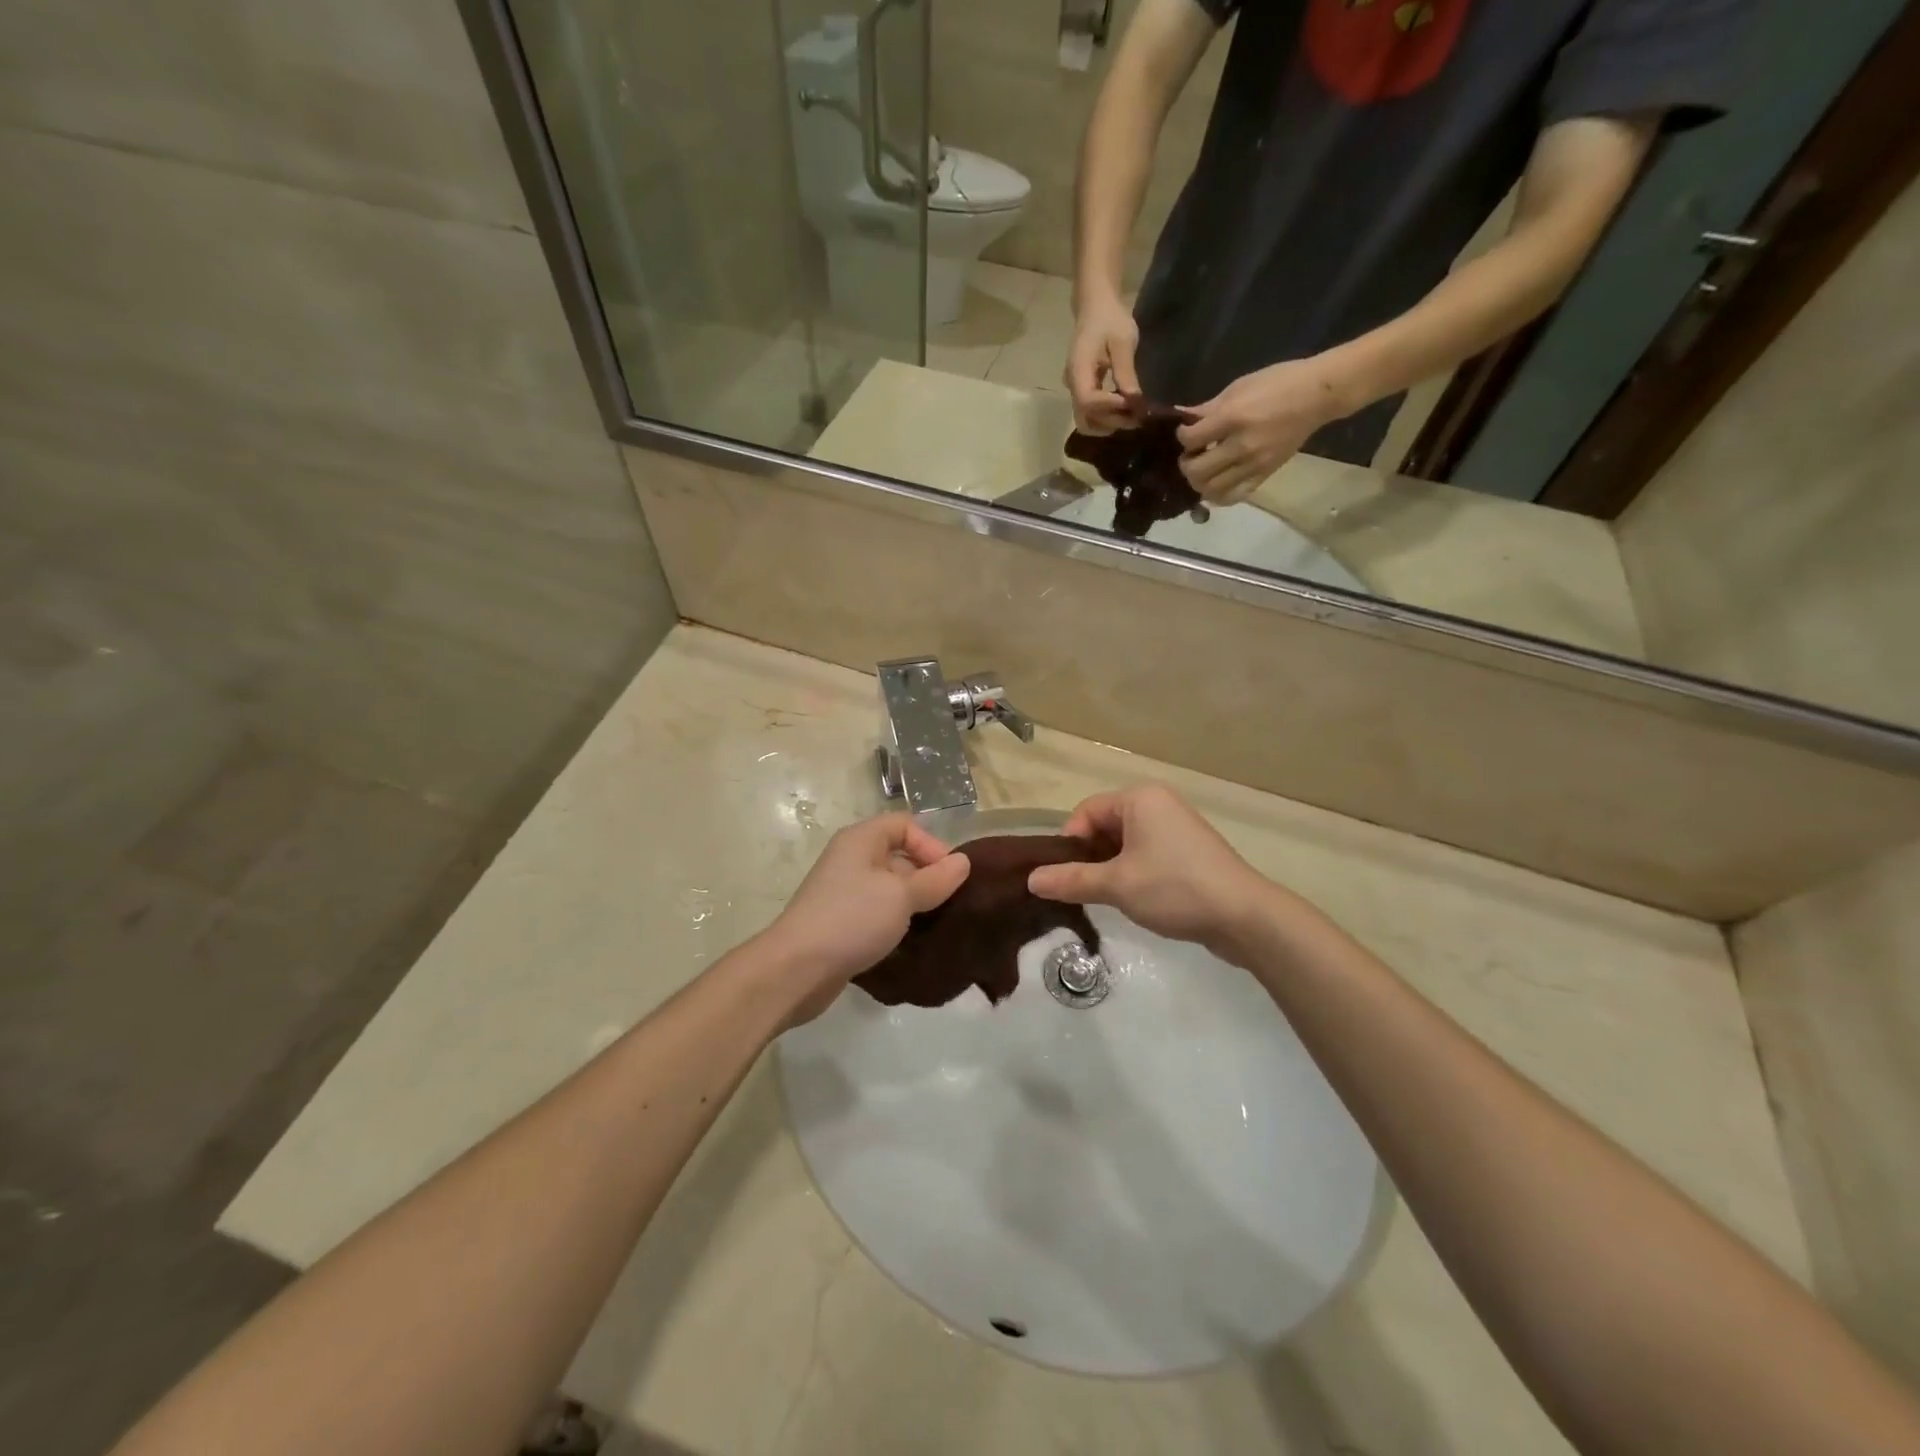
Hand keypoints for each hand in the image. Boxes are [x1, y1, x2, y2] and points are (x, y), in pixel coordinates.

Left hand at [760, 814, 969, 1022]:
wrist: (796, 969)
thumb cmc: (851, 919)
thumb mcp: (901, 896)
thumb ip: (935, 879)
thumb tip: (964, 862)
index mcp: (861, 840)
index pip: (905, 825)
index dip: (931, 844)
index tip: (950, 876)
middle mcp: (851, 859)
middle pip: (898, 855)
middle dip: (927, 876)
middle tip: (951, 903)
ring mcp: (844, 892)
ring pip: (889, 888)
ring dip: (914, 903)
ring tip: (938, 923)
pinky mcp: (842, 923)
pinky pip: (877, 913)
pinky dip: (896, 922)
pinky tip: (913, 941)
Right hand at [1027, 783, 1275, 958]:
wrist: (1244, 916)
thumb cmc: (1175, 888)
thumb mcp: (1116, 885)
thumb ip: (1071, 880)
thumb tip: (1031, 880)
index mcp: (1139, 798)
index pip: (1086, 812)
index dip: (1069, 843)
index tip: (1065, 877)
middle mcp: (1158, 803)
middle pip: (1105, 825)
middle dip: (1089, 857)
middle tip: (1081, 890)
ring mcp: (1177, 827)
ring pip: (1126, 843)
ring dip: (1110, 868)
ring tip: (1106, 898)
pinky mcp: (1189, 851)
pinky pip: (1147, 853)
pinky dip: (1133, 872)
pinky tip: (1134, 899)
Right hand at [1064, 290, 1141, 434]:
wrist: (1096, 307)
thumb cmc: (1110, 319)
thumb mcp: (1122, 341)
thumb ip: (1126, 372)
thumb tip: (1134, 401)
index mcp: (1078, 370)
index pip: (1088, 400)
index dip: (1110, 407)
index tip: (1132, 403)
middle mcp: (1073, 385)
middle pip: (1086, 418)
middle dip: (1111, 421)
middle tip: (1137, 416)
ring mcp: (1076, 390)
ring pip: (1087, 421)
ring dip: (1109, 424)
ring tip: (1132, 415)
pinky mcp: (1084, 391)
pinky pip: (1091, 414)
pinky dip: (1107, 418)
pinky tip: (1125, 410)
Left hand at [1176, 357, 1348, 502]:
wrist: (1318, 395)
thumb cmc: (1278, 382)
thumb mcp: (1239, 387)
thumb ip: (1208, 408)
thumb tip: (1182, 418)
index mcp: (1233, 418)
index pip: (1191, 440)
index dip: (1182, 436)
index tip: (1187, 432)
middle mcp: (1242, 446)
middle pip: (1197, 471)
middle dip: (1186, 464)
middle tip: (1191, 454)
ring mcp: (1254, 464)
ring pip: (1211, 489)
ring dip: (1199, 482)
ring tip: (1203, 469)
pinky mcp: (1265, 475)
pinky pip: (1233, 496)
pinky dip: (1218, 495)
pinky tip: (1216, 483)